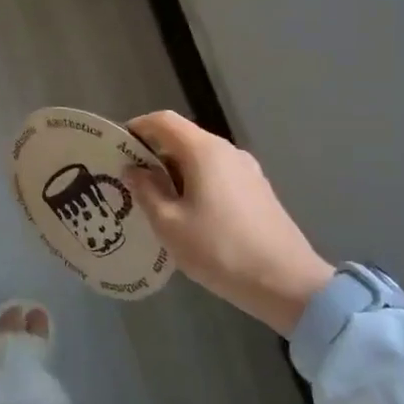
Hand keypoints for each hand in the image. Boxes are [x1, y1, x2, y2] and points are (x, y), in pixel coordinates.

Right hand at [122, 111, 333, 337]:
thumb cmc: (219, 249)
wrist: (287, 282)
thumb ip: (147, 191)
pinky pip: (217, 175)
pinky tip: (187, 215)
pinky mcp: (257, 190)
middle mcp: (227, 151)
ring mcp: (247, 170)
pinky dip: (195, 183)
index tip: (116, 147)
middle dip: (153, 154)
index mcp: (204, 151)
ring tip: (154, 201)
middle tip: (129, 181)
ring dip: (174, 172)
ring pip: (200, 159)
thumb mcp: (170, 224)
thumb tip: (133, 170)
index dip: (137, 127)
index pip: (163, 121)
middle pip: (182, 138)